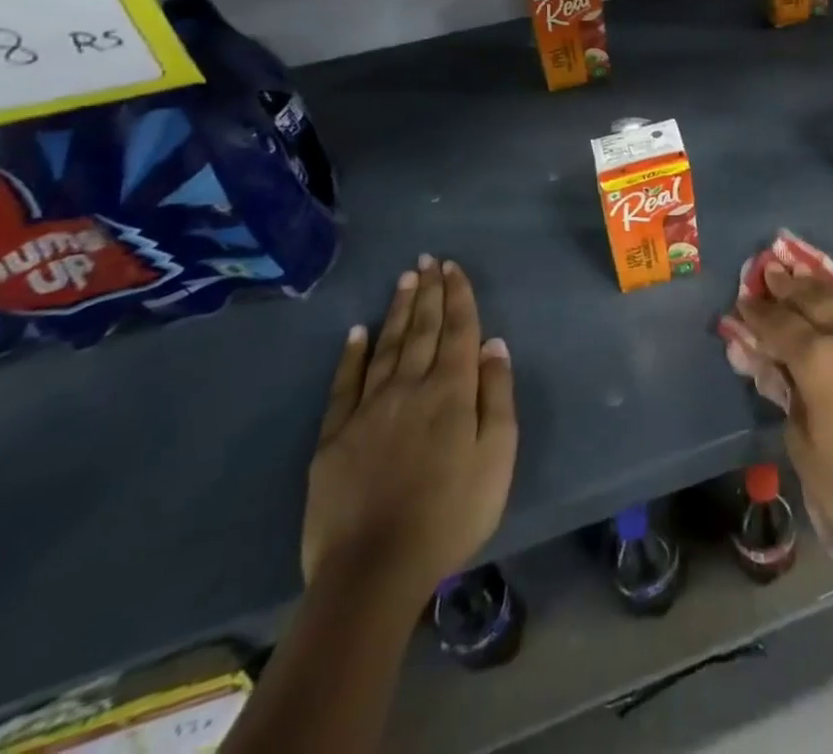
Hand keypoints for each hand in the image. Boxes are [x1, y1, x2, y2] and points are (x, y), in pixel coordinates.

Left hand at [301, 257, 516, 602]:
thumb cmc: (451, 514)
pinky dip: (352, 354)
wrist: (374, 572)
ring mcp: (368, 409)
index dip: (458, 296)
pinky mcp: (334, 436)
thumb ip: (497, 396)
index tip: (454, 267)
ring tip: (405, 279)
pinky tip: (358, 331)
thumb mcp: (497, 457)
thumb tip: (495, 344)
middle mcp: (410, 387)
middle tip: (428, 260)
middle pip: (423, 330)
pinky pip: (344, 384)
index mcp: (452, 391)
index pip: (459, 331)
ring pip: (387, 346)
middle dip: (428, 292)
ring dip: (398, 310)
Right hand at [738, 275, 832, 594]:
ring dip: (827, 296)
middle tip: (773, 273)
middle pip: (817, 300)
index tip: (743, 301)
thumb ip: (789, 398)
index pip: (780, 324)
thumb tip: (781, 369)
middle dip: (790, 287)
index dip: (758, 313)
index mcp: (821, 361)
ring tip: (809, 286)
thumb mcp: (805, 453)